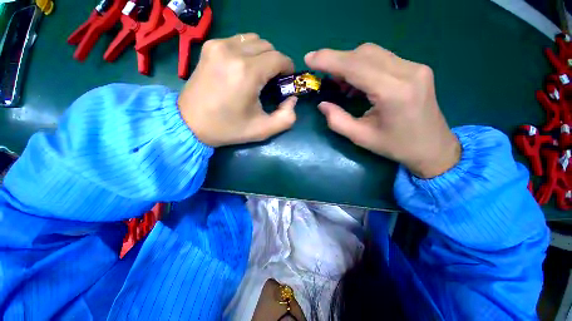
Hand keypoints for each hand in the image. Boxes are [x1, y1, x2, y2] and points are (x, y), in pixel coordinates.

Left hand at [178, 34, 297, 146]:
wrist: (190, 123)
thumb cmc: (228, 129)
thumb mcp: (263, 130)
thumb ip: (286, 118)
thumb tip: (292, 99)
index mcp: (247, 73)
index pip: (279, 58)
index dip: (288, 69)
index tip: (286, 81)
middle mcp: (232, 51)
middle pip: (268, 46)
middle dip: (276, 62)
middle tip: (272, 81)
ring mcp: (218, 45)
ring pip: (254, 40)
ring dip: (262, 55)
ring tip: (258, 74)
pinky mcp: (210, 46)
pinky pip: (238, 40)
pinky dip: (247, 51)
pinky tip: (243, 68)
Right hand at [305, 43, 460, 177]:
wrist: (433, 147)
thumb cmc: (396, 146)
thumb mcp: (361, 138)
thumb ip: (337, 120)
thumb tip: (322, 104)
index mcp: (393, 92)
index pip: (355, 66)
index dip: (329, 59)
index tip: (309, 58)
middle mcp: (407, 71)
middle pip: (363, 53)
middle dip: (337, 61)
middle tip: (324, 78)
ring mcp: (415, 67)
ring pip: (372, 53)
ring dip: (350, 64)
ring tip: (340, 83)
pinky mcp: (415, 68)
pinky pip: (382, 59)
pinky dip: (363, 66)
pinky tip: (357, 83)